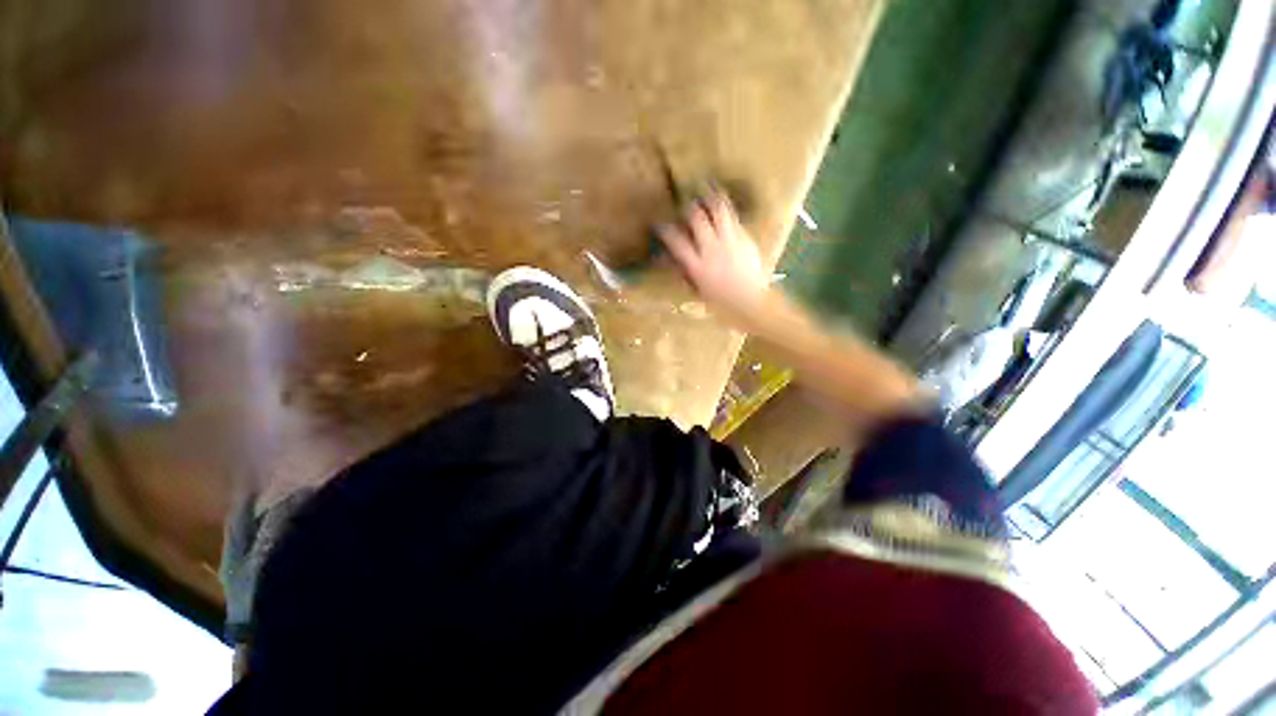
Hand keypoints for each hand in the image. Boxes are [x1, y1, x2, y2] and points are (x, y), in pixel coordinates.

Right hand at [657, 189, 769, 319]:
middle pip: (697, 219)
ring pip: (719, 211)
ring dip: (711, 198)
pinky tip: (724, 204)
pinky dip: (727, 209)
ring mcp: (730, 241)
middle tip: (685, 202)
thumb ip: (686, 273)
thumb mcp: (699, 291)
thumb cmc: (722, 304)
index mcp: (698, 266)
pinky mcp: (745, 238)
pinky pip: (734, 219)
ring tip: (707, 188)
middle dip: (689, 208)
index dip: (665, 230)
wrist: (752, 302)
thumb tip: (673, 260)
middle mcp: (712, 249)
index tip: (659, 223)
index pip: (676, 242)